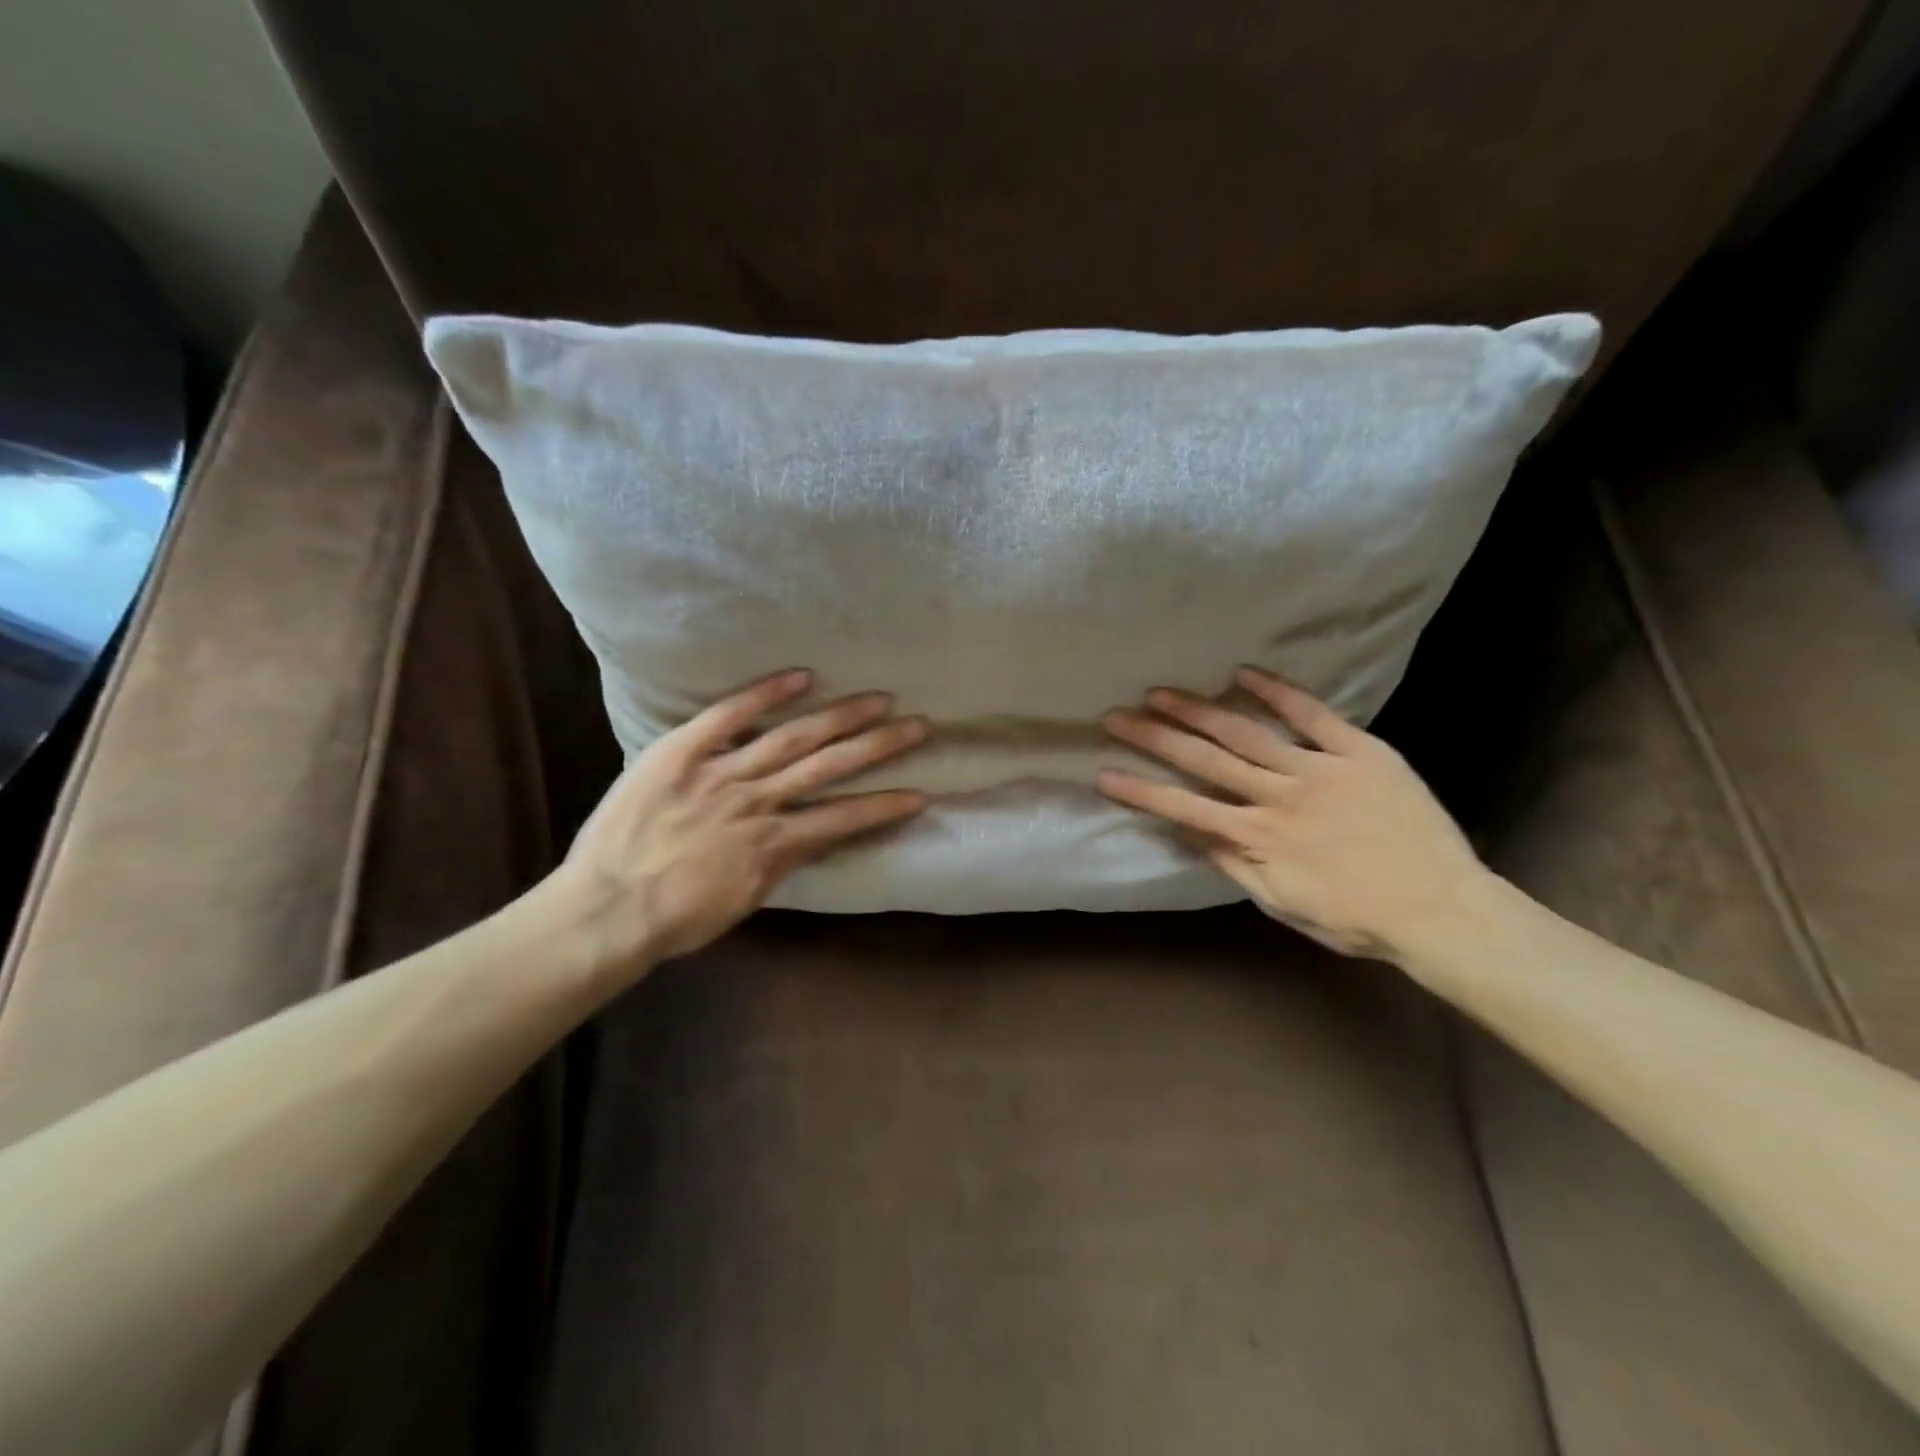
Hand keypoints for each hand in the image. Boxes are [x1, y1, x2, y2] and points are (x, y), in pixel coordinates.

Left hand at [553, 671, 926, 973]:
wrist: (605, 908)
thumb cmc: (675, 917)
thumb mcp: (743, 901)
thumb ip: (779, 863)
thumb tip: (807, 836)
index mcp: (773, 844)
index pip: (843, 819)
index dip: (884, 807)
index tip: (920, 793)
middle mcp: (758, 801)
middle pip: (829, 766)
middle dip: (878, 746)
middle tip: (917, 725)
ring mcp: (720, 772)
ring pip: (792, 738)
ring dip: (840, 717)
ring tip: (878, 699)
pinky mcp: (682, 752)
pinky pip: (727, 716)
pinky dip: (764, 694)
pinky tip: (801, 677)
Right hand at [1100, 666, 1485, 959]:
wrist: (1443, 911)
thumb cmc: (1355, 917)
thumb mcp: (1281, 903)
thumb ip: (1233, 864)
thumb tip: (1188, 830)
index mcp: (1258, 838)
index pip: (1184, 808)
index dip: (1141, 791)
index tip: (1105, 773)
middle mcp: (1279, 796)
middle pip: (1205, 760)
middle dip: (1155, 738)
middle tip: (1116, 716)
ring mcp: (1320, 769)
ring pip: (1247, 732)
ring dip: (1199, 710)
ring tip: (1160, 692)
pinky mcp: (1360, 751)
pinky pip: (1314, 714)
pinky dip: (1278, 691)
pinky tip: (1243, 672)